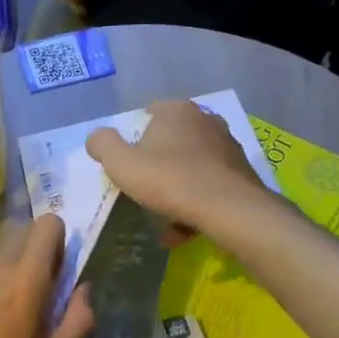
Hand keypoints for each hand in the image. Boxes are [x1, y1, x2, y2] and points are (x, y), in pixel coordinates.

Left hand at [0, 215, 95, 337]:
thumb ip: (76, 321)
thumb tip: (85, 289)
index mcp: (24, 281)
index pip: (48, 226)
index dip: (60, 242)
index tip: (62, 272)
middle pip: (26, 239)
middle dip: (40, 260)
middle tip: (41, 303)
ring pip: (4, 260)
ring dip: (15, 278)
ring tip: (11, 323)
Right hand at [86, 100, 269, 241]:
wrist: (229, 209)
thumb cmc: (170, 180)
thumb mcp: (121, 164)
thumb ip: (102, 145)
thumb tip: (97, 138)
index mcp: (176, 110)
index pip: (148, 113)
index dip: (134, 138)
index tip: (128, 163)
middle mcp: (205, 119)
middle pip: (171, 140)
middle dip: (157, 162)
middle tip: (144, 187)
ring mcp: (227, 144)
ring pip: (191, 164)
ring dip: (177, 186)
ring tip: (163, 214)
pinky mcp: (241, 171)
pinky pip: (209, 184)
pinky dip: (195, 202)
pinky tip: (184, 228)